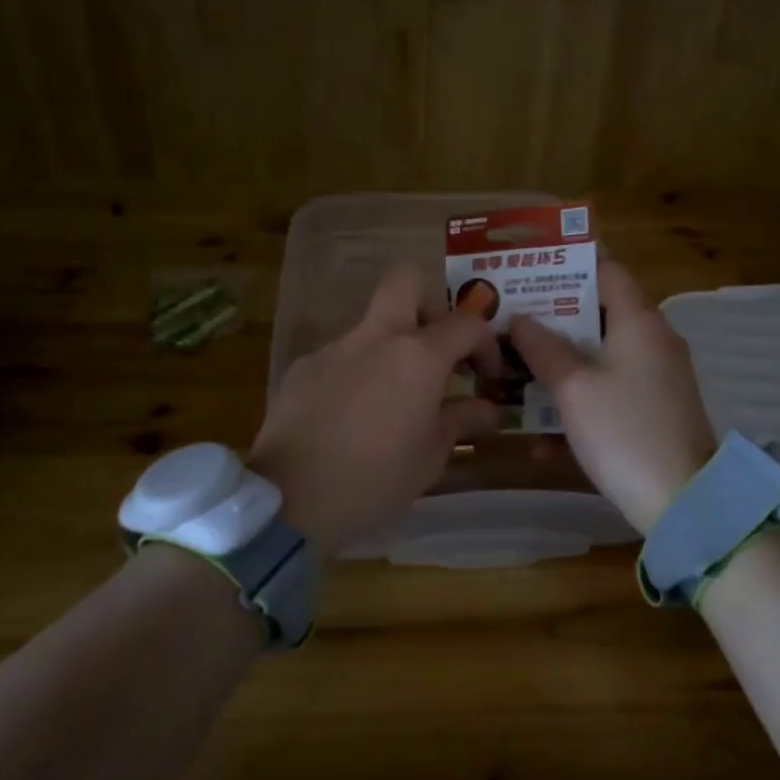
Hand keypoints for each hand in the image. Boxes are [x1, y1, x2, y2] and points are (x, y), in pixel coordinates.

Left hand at [250, 265, 504, 555]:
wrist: (290, 500)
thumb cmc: (375, 480)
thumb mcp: (431, 456)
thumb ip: (462, 421)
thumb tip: (489, 409)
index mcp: (417, 356)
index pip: (466, 324)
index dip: (485, 343)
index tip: (485, 375)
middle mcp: (375, 337)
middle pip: (406, 280)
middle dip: (430, 300)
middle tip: (436, 344)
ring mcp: (333, 348)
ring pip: (371, 325)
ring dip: (390, 348)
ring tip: (391, 401)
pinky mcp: (302, 368)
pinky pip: (340, 357)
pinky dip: (356, 374)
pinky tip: (349, 418)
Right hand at [509, 262, 716, 535]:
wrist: (683, 502)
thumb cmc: (624, 430)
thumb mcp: (574, 387)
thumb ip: (543, 348)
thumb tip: (520, 319)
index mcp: (639, 322)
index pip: (606, 270)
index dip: (567, 268)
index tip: (527, 274)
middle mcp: (652, 342)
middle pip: (597, 316)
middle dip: (550, 322)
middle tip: (507, 325)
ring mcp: (655, 379)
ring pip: (597, 359)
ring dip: (557, 369)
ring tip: (512, 377)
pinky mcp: (652, 412)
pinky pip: (608, 395)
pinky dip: (578, 407)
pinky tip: (541, 442)